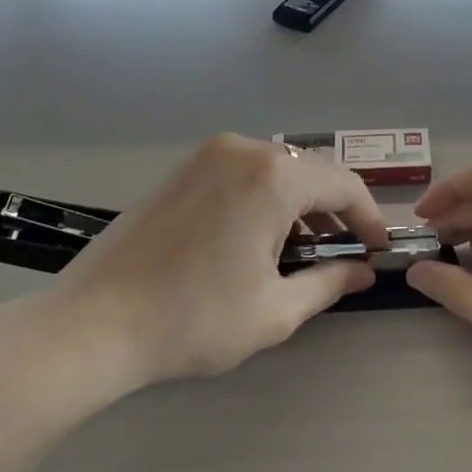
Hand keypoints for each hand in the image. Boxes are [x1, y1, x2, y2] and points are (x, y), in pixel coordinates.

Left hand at [55, 134, 388, 386]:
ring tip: (299, 250)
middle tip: (341, 254)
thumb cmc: (194, 319)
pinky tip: (256, 237)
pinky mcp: (182, 168)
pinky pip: (242, 172)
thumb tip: (360, 272)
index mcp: (273, 177)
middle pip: (309, 172)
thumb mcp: (275, 310)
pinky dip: (263, 197)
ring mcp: (207, 154)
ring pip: (275, 170)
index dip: (369, 218)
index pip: (344, 185)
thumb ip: (329, 282)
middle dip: (333, 211)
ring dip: (298, 204)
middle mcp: (243, 149)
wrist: (95, 322)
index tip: (376, 250)